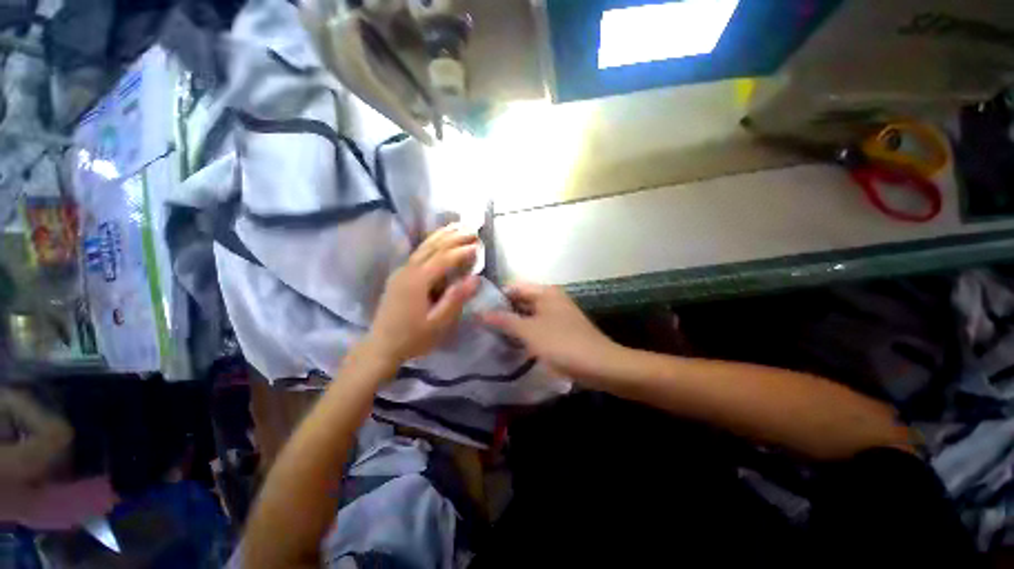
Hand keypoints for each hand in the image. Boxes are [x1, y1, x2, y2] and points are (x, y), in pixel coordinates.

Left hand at [362, 225, 480, 365]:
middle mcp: (408, 270)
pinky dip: (432, 243)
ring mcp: (401, 271)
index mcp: (417, 281)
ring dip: (442, 235)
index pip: (443, 259)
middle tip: (473, 229)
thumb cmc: (413, 337)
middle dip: (454, 237)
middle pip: (433, 247)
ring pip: (423, 246)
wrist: (381, 346)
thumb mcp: (438, 323)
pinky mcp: (399, 275)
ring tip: (458, 226)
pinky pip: (419, 252)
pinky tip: (439, 239)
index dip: (462, 251)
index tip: (479, 245)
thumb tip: (476, 279)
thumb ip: (456, 299)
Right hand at [479, 282, 622, 383]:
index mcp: (545, 292)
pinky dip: (524, 333)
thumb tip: (479, 312)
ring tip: (490, 335)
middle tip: (481, 326)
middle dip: (503, 312)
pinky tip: (511, 343)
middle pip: (521, 301)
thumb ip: (504, 320)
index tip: (477, 311)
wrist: (600, 366)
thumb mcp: (529, 331)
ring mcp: (557, 314)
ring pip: (528, 315)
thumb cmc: (562, 344)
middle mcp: (551, 299)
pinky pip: (537, 326)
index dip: (495, 298)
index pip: (513, 287)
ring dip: (513, 324)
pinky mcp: (560, 329)